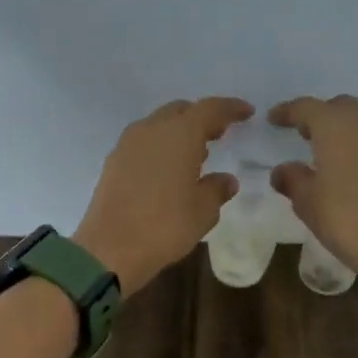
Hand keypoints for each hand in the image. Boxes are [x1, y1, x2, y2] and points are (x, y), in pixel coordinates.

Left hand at [74, 97, 253, 295]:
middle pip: (180, 111)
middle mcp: (151, 129)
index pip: (210, 109)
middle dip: (202, 118)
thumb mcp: (203, 211)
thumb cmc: (165, 225)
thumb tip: (226, 180)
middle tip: (220, 133)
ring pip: (159, 125)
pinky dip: (161, 147)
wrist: (110, 249)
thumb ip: (217, 189)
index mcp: (180, 133)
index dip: (230, 108)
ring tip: (197, 153)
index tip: (247, 112)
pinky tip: (169, 169)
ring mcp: (128, 144)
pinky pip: (144, 142)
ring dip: (179, 132)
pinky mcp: (113, 162)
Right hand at [267, 95, 357, 266]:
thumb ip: (292, 179)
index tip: (273, 119)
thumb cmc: (345, 216)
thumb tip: (283, 170)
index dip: (287, 112)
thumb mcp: (307, 201)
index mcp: (334, 123)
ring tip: (334, 149)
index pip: (305, 108)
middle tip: (305, 134)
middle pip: (339, 107)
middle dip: (321, 116)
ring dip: (347, 128)